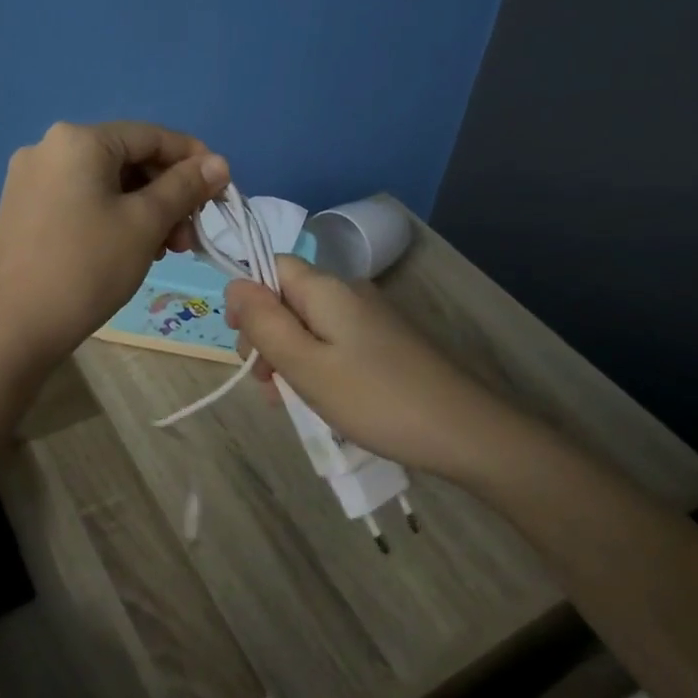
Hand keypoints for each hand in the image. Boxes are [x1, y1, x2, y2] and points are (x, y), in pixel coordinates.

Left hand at [0, 121, 229, 369]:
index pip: (151, 135)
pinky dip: (113, 217)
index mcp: (78, 140)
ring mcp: (31, 178)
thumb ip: (185, 187)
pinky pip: (82, 199)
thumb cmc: (87, 268)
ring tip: (163, 251)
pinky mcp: (23, 208)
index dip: (193, 159)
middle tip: (189, 236)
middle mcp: (49, 147)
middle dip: (167, 193)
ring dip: (144, 209)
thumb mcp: (145, 224)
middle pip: (128, 159)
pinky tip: (130, 249)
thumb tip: (219, 162)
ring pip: (106, 183)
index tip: (220, 191)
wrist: (13, 328)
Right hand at [224, 256, 507, 483]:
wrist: (464, 431)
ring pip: (310, 325)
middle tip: (263, 383)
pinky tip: (318, 400)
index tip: (242, 344)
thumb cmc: (374, 398)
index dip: (248, 298)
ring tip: (286, 401)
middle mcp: (349, 293)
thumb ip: (265, 323)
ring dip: (289, 355)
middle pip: (289, 297)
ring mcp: (371, 318)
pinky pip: (335, 342)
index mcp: (327, 289)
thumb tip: (234, 284)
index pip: (273, 266)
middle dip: (266, 334)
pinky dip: (316, 365)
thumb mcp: (306, 365)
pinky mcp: (385, 343)